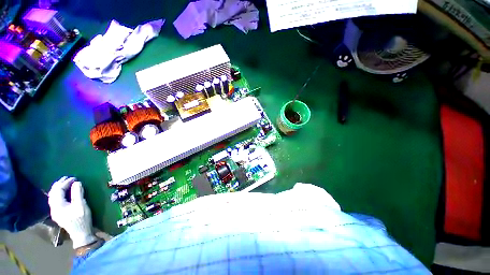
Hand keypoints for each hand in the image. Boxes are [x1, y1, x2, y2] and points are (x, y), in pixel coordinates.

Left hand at [48, 177, 97, 248]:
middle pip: (53, 193)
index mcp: (57, 205)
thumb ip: (78, 193)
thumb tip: (76, 182)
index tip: (74, 178)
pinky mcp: (58, 214)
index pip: (59, 190)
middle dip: (59, 184)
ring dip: (57, 189)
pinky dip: (58, 194)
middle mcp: (53, 208)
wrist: (81, 233)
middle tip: (67, 178)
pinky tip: (62, 193)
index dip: (66, 183)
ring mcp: (55, 212)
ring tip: (64, 183)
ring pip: (52, 197)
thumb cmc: (81, 219)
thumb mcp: (81, 205)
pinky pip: (55, 201)